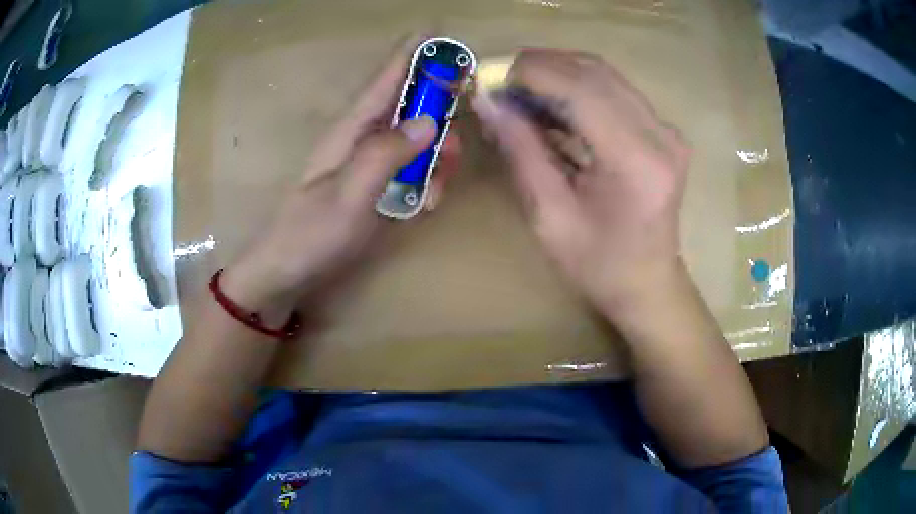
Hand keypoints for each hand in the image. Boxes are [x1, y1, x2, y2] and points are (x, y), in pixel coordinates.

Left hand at [222, 43, 447, 320]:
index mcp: (350, 130)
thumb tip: (429, 121)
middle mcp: (361, 139)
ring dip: (437, 153)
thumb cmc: (309, 235)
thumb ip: (386, 155)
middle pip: (408, 105)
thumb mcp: (349, 196)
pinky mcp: (375, 187)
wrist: (286, 274)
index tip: (437, 30)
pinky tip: (429, 201)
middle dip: (438, 111)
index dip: (410, 54)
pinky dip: (427, 180)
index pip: (385, 80)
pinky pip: (411, 169)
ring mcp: (369, 165)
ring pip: (415, 139)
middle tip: (459, 132)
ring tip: (442, 180)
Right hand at [472, 49, 690, 315]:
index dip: (531, 73)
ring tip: (520, 92)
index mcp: (635, 161)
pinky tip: (552, 103)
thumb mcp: (548, 216)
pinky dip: (578, 88)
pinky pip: (615, 91)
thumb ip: (520, 151)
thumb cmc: (598, 266)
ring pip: (605, 75)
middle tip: (500, 82)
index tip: (489, 78)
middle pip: (595, 72)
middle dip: (541, 66)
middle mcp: (660, 136)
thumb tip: (487, 101)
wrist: (647, 284)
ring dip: (558, 73)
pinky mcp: (663, 131)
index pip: (581, 90)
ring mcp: (666, 130)